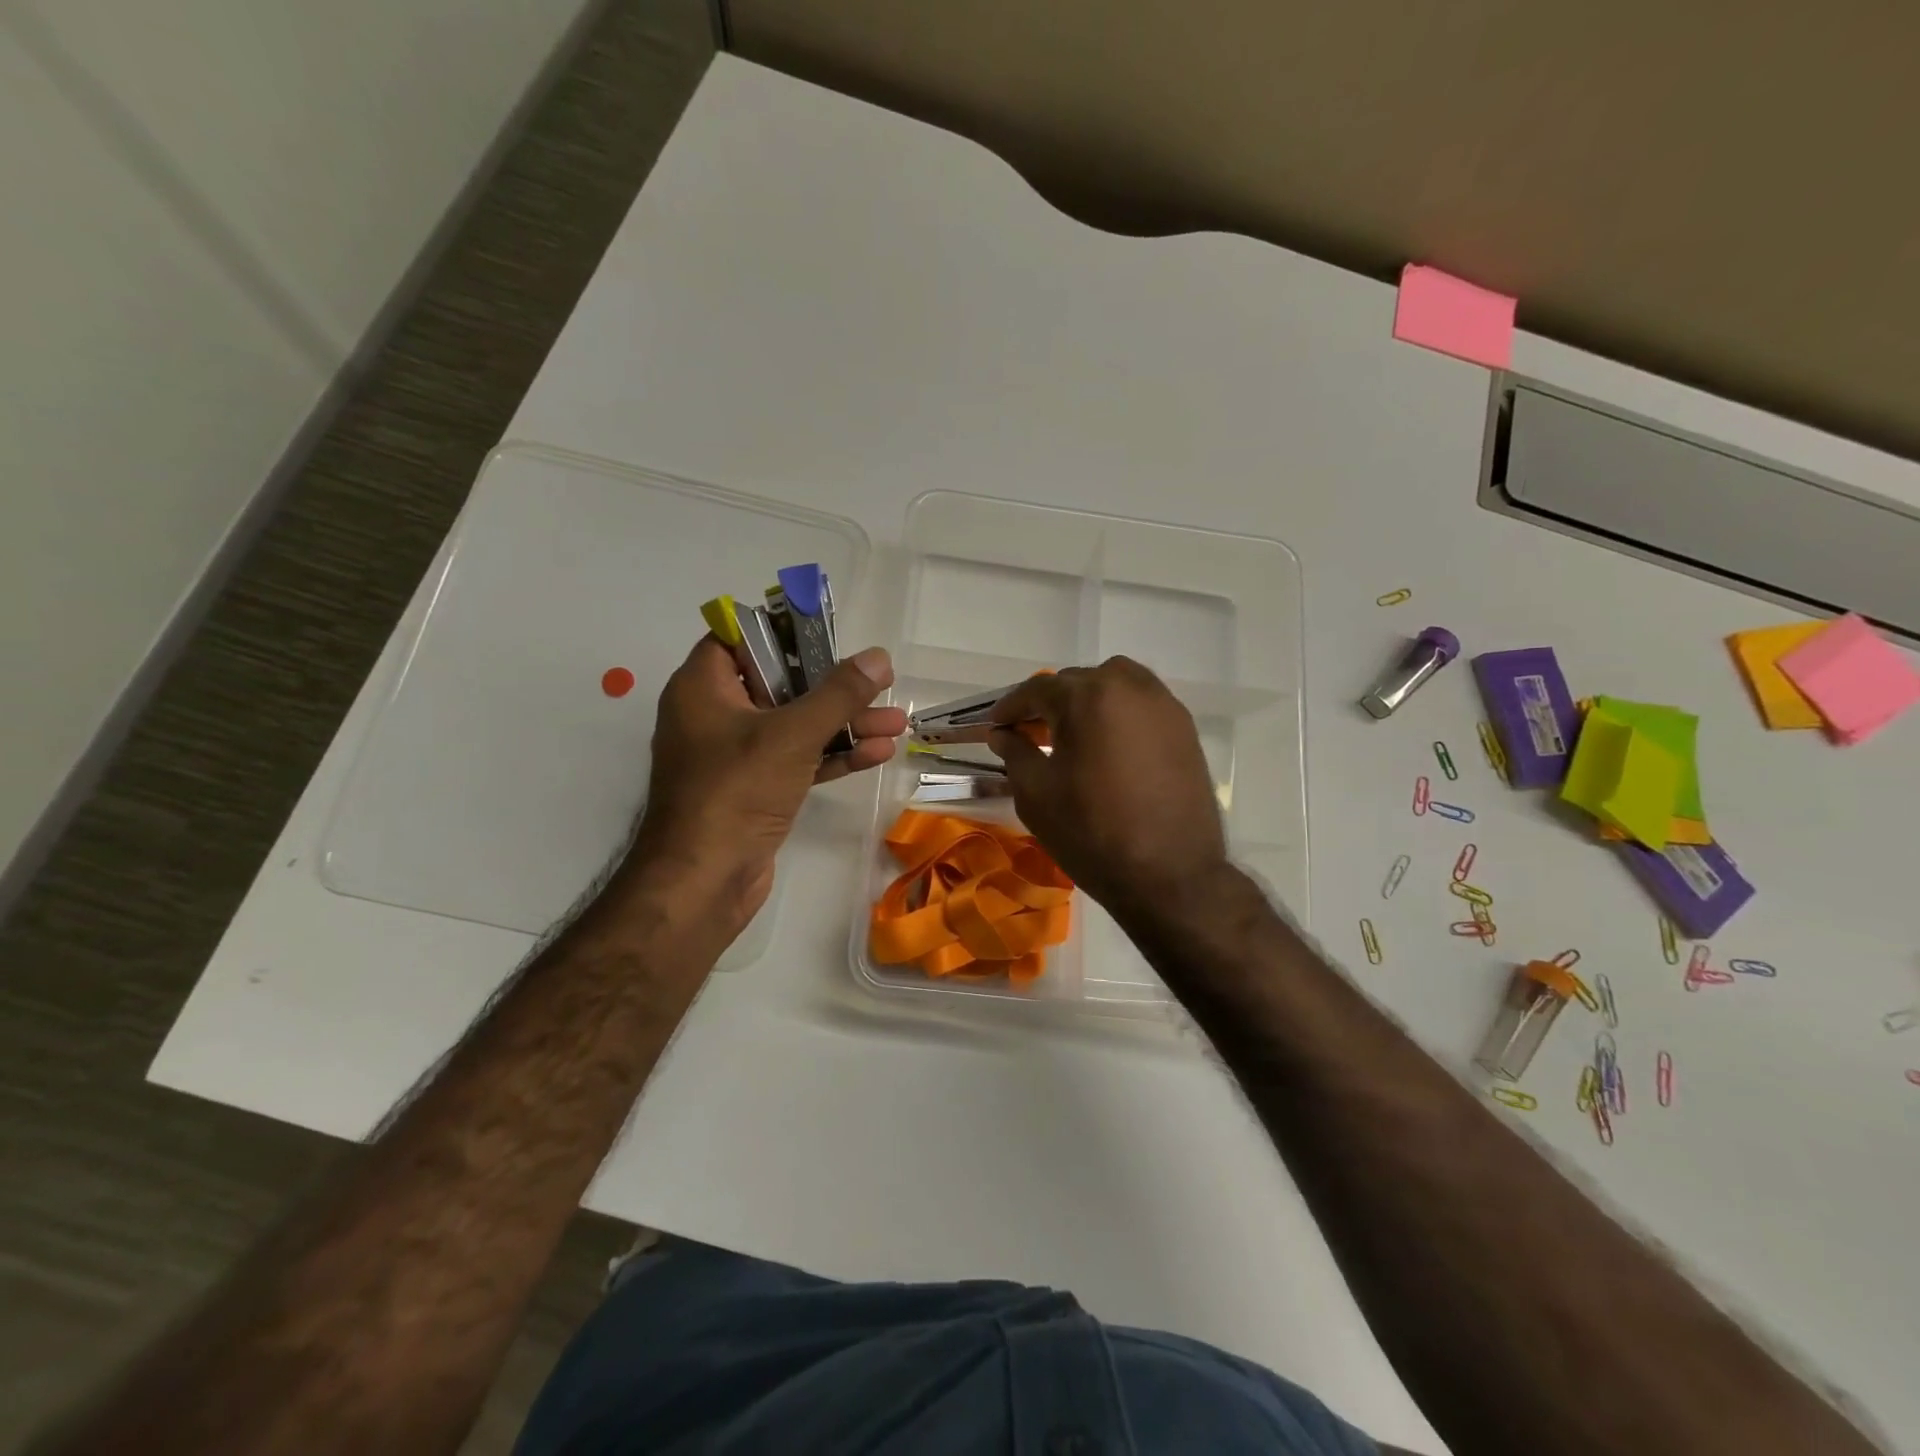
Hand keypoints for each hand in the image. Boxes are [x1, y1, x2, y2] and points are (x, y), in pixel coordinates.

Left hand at [630, 637, 905, 933]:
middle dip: (833, 686)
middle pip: (779, 683)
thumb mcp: (792, 734)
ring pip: (794, 725)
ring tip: (897, 722)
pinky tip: (877, 753)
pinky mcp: (755, 789)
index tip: (828, 634)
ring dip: (843, 724)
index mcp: (703, 687)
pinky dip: (832, 755)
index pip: (739, 639)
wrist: (704, 882)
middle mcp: (715, 715)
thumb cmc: (736, 791)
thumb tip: (878, 658)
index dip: (783, 632)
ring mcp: (736, 756)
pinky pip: (796, 760)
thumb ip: (838, 694)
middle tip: (879, 682)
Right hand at [988, 658, 1229, 918]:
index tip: (995, 727)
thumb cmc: (1092, 832)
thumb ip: (1015, 752)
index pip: (1037, 689)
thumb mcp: (1036, 794)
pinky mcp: (1185, 728)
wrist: (1170, 875)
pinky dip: (1118, 715)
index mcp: (1089, 696)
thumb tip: (1003, 733)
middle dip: (1049, 704)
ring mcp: (1164, 705)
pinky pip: (1141, 706)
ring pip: (1114, 687)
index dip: (1010, 708)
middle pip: (1077, 682)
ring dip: (1087, 703)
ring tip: (1071, 736)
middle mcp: (1130, 686)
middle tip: (1029, 733)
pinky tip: (1106, 747)